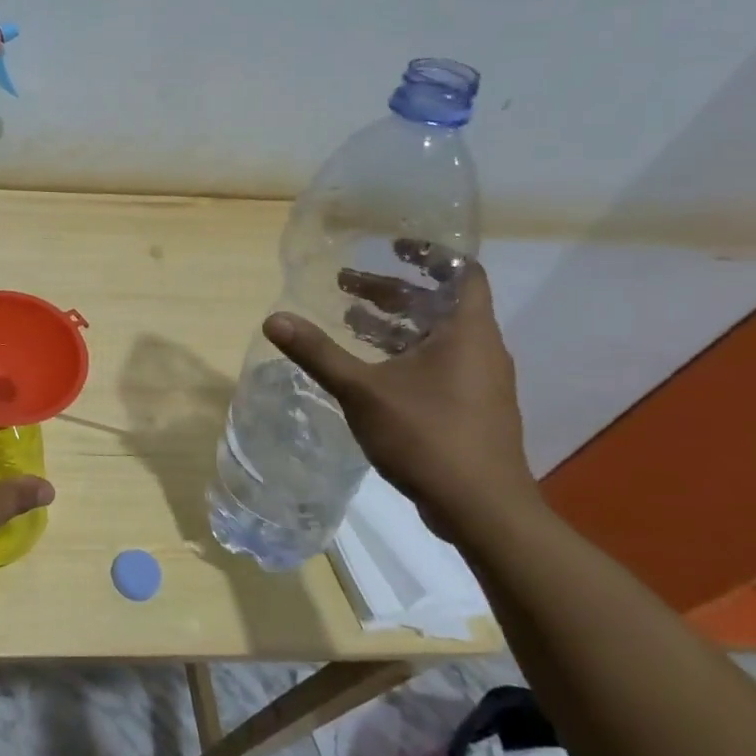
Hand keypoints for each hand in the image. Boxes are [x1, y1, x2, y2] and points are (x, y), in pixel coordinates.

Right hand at [264, 260, 540, 541]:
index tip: (391, 245)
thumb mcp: (363, 391)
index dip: (428, 254)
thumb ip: (318, 353)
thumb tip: (273, 319)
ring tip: (348, 319)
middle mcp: (479, 349)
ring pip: (435, 336)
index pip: (461, 273)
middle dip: (391, 291)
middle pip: (437, 303)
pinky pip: (436, 363)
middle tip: (345, 284)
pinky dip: (402, 353)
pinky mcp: (470, 408)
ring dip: (393, 323)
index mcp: (466, 332)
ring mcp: (478, 382)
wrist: (482, 509)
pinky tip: (368, 367)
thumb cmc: (427, 437)